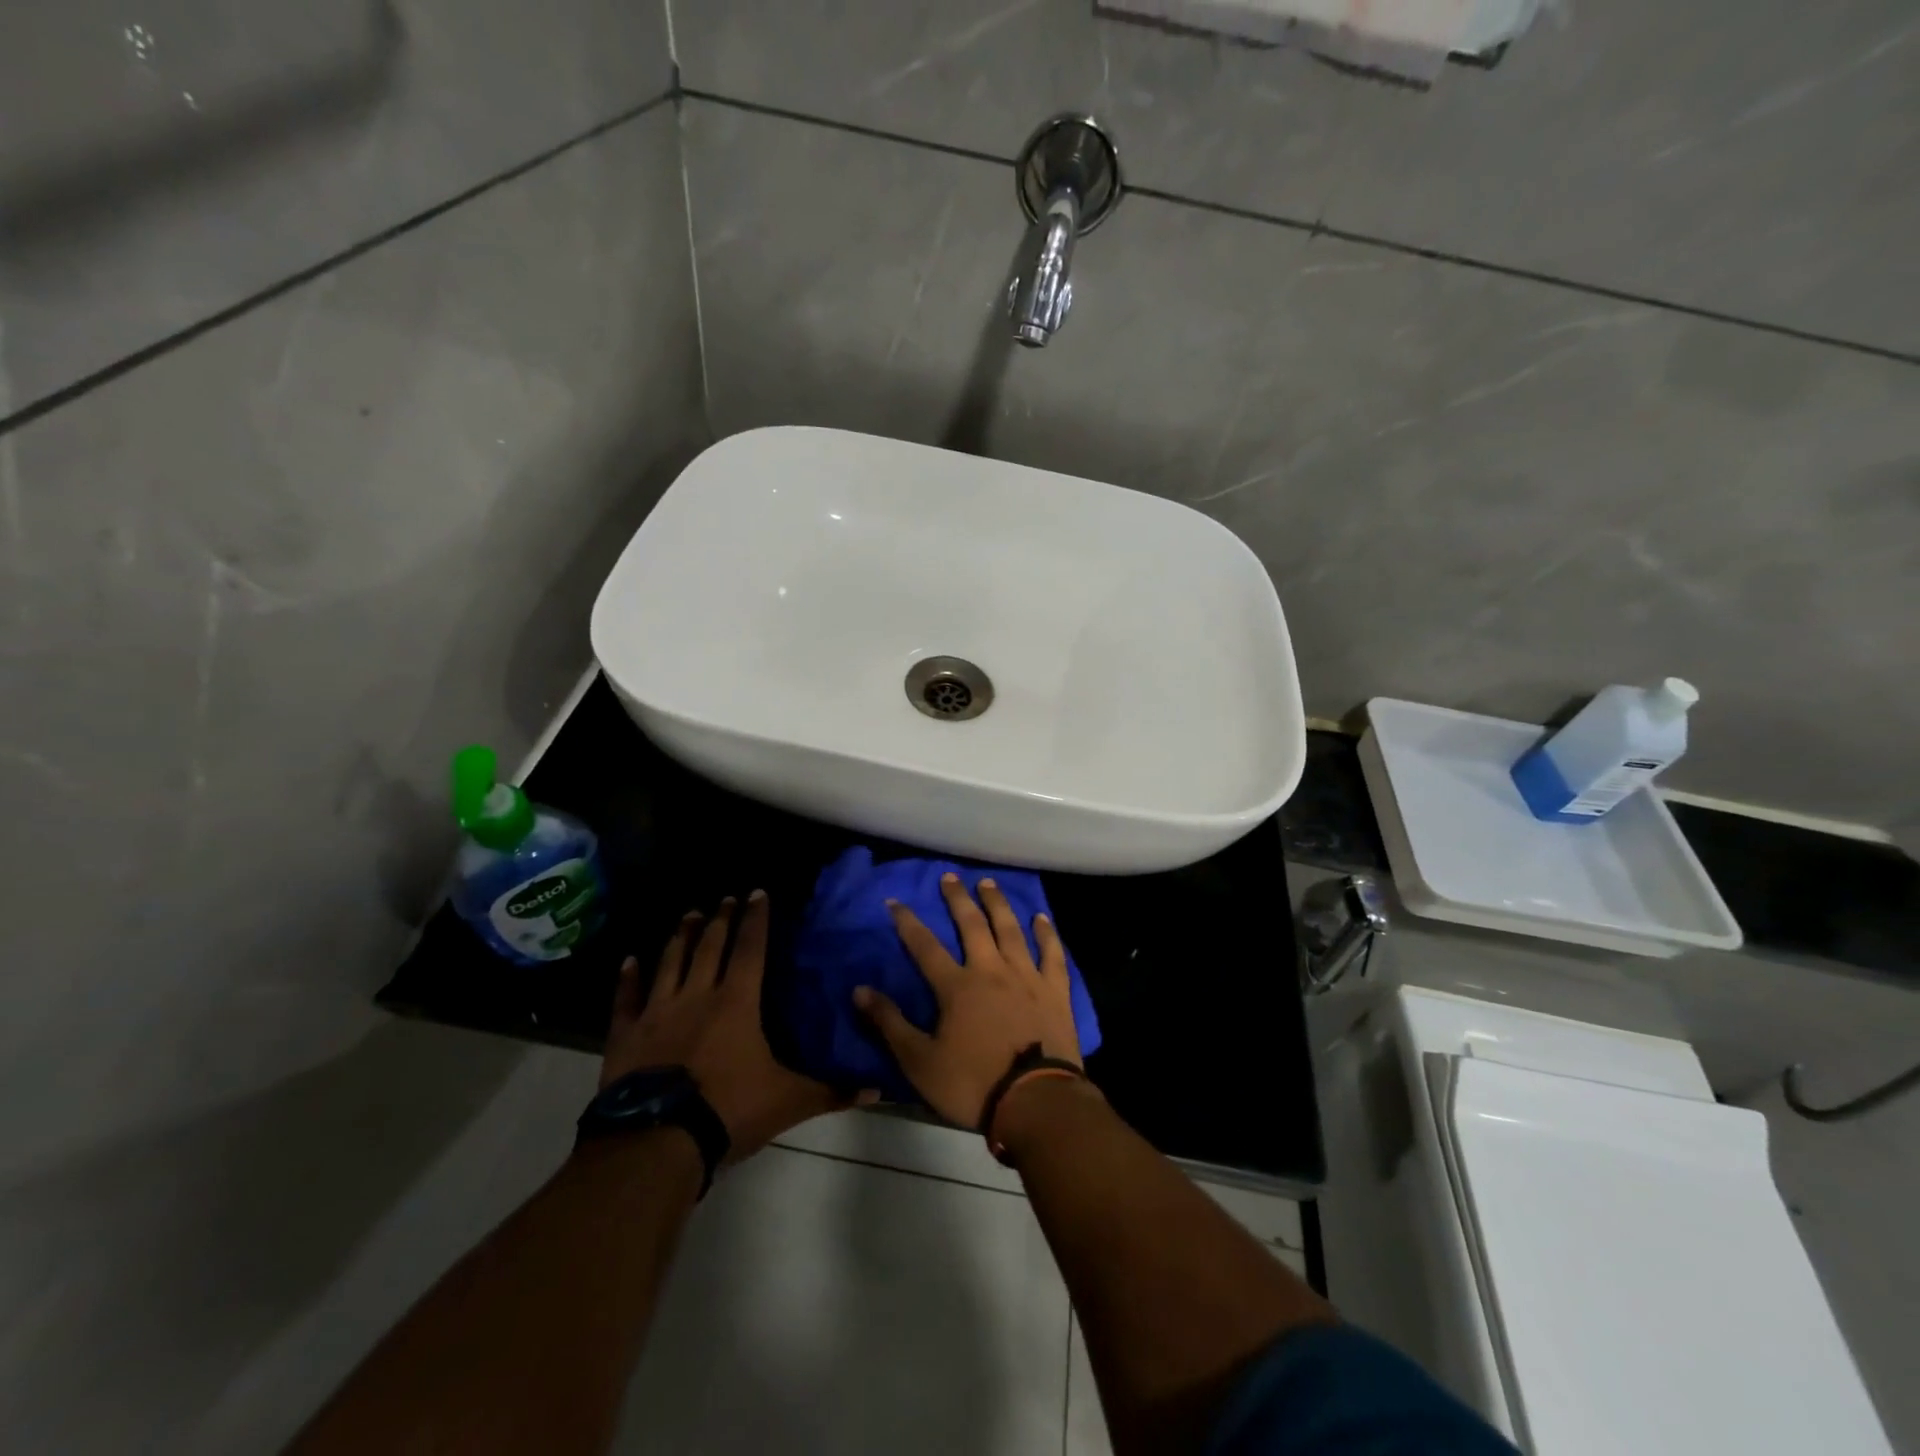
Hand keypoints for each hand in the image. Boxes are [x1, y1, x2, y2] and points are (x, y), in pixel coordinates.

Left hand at [603, 890, 868, 1162]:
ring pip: (671, 962)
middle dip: (720, 919)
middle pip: (710, 946)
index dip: (756, 919)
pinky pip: (627, 999)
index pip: (750, 949)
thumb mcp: (789, 1102)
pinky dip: (628, 978)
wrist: (658, 1142)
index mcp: (737, 1002)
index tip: (757, 892)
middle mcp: (698, 995)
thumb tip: (879, 1090)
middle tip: (724, 898)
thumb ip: (832, 1092)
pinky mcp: (627, 1035)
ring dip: (681, 936)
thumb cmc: (728, 1111)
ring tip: (689, 914)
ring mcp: (658, 1012)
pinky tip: (629, 960)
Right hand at [855, 874, 1081, 1128]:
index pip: (925, 946)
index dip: (908, 922)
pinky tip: (1041, 917)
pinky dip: (1046, 933)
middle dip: (957, 899)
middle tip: (950, 877)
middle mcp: (991, 970)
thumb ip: (889, 1024)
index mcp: (957, 986)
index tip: (896, 900)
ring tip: (988, 883)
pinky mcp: (1055, 990)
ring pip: (1010, 929)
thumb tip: (860, 989)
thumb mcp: (920, 1062)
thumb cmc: (973, 1084)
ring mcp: (1027, 976)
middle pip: (972, 925)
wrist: (1036, 1101)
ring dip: (997, 904)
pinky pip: (1052, 953)